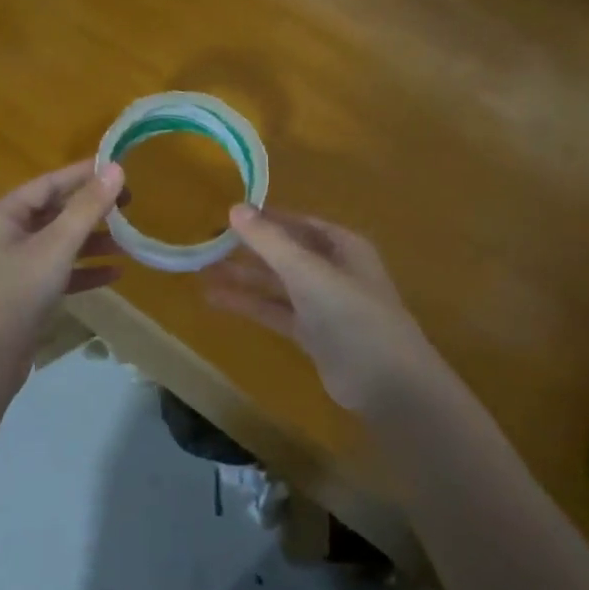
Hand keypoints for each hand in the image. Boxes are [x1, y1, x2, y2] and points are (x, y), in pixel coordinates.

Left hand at [0, 160, 125, 361]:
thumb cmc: (16, 293)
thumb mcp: (56, 246)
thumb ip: (87, 208)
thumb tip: (116, 169)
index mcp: (3, 216)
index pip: (48, 184)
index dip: (83, 175)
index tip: (118, 169)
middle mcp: (5, 237)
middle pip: (54, 213)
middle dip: (92, 211)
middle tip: (130, 205)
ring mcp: (14, 268)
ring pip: (59, 245)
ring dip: (92, 242)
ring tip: (128, 242)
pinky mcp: (24, 296)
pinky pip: (59, 273)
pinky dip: (84, 271)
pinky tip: (114, 274)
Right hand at [204, 205, 440, 414]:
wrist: (387, 382)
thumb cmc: (352, 316)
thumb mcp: (308, 272)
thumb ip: (270, 242)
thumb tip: (234, 207)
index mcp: (343, 246)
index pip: (299, 223)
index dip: (266, 218)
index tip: (228, 214)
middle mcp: (333, 270)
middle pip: (286, 253)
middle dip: (250, 249)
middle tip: (207, 242)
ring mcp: (323, 304)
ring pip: (277, 284)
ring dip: (244, 278)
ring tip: (201, 270)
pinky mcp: (313, 335)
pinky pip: (276, 312)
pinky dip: (250, 305)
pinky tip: (217, 301)